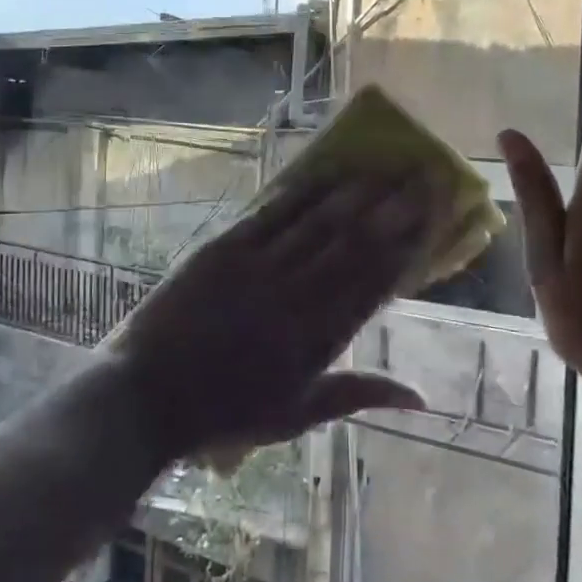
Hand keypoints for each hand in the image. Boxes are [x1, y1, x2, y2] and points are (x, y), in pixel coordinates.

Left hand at [105, 170, 444, 463]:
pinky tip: (324, 173)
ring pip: (317, 224)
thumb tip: (421, 397)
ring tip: (386, 166)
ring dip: (355, 193)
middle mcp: (295, 298)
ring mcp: (257, 270)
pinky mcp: (222, 250)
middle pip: (354, 245)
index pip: (373, 284)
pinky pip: (269, 215)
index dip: (407, 247)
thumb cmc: (224, 413)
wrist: (147, 396)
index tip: (434, 217)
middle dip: (393, 208)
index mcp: (316, 341)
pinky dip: (300, 193)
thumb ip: (357, 395)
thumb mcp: (295, 415)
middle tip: (423, 176)